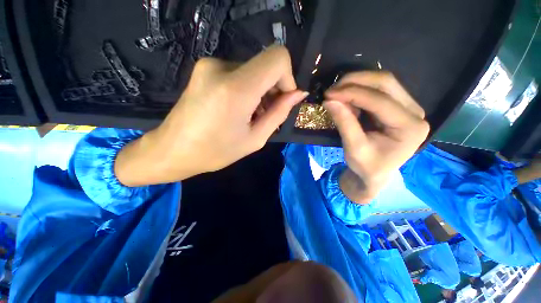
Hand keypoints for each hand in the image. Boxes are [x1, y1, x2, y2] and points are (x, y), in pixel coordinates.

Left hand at [115, 46, 306, 185]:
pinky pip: (238, 73)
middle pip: (265, 65)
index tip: (283, 100)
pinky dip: (246, 89)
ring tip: (248, 116)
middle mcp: (221, 67)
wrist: (173, 150)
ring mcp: (210, 65)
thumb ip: (279, 113)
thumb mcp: (255, 139)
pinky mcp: (204, 68)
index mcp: (236, 88)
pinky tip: (237, 109)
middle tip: (264, 115)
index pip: (277, 58)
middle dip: (272, 89)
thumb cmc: (216, 152)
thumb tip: (298, 94)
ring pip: (252, 71)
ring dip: (258, 92)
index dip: (287, 78)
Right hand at [323, 72, 429, 202]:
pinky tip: (346, 97)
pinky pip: (379, 89)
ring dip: (357, 83)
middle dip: (355, 82)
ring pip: (383, 82)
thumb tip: (329, 101)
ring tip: (336, 92)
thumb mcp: (354, 149)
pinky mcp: (398, 105)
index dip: (352, 94)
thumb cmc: (367, 166)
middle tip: (331, 89)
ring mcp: (409, 107)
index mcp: (410, 128)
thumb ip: (344, 123)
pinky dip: (359, 89)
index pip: (380, 101)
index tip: (328, 94)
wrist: (376, 173)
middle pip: (386, 83)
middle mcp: (415, 112)